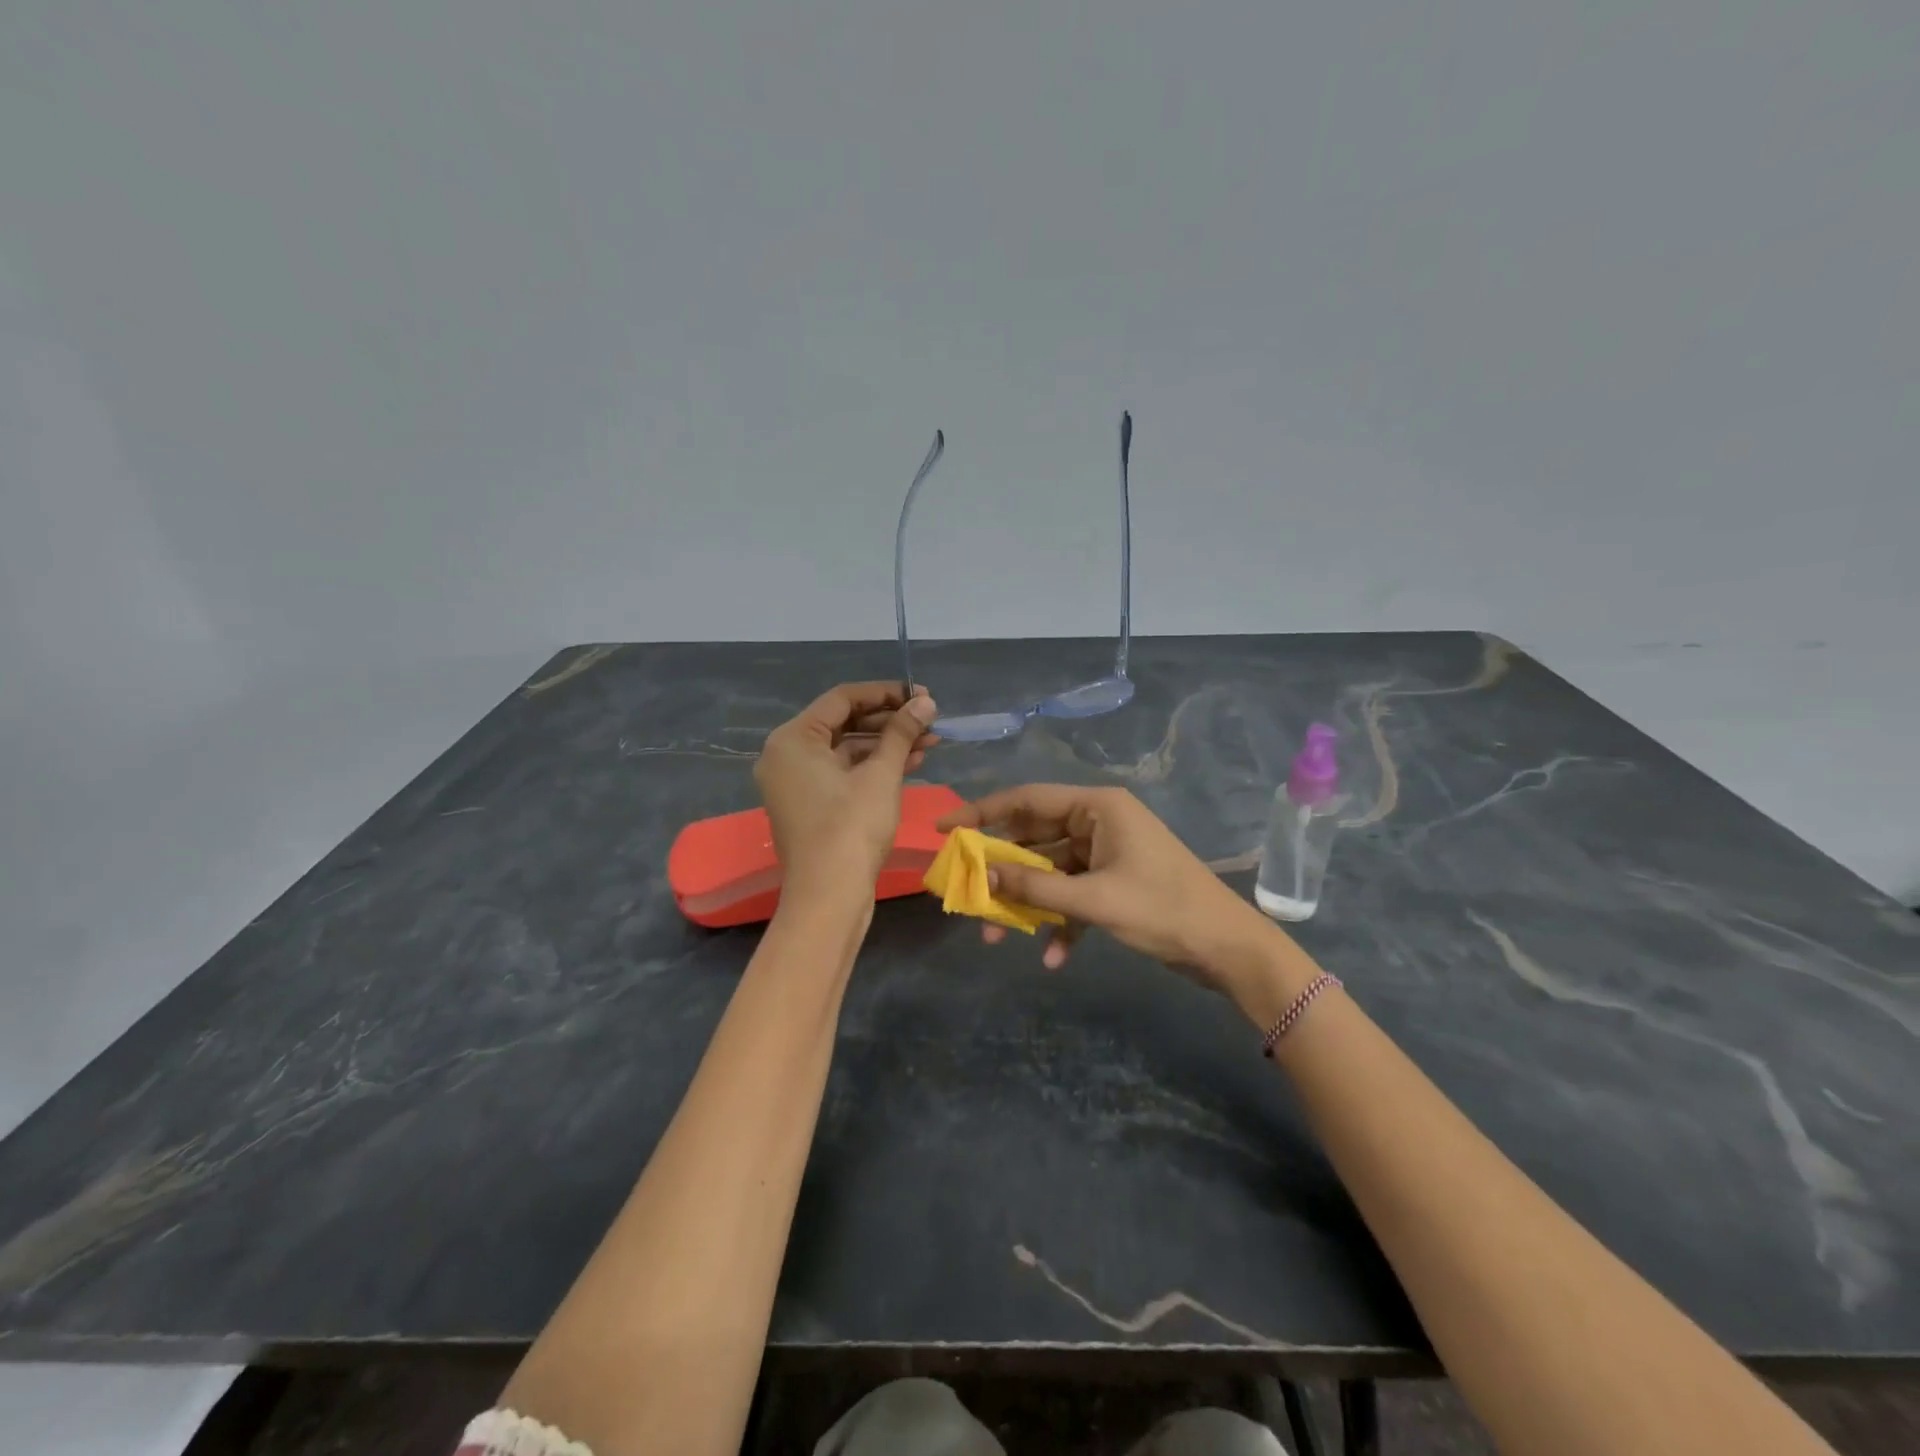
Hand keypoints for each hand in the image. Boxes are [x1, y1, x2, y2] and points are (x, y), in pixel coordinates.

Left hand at [756, 681, 939, 907]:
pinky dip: (874, 768)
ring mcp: (797, 784)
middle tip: (929, 719)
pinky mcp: (811, 807)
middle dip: (890, 721)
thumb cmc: (851, 827)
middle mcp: (786, 756)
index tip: (921, 694)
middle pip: (844, 724)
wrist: (829, 897)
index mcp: (792, 739)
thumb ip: (902, 732)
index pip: (842, 699)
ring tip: (930, 742)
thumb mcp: (881, 774)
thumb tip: (924, 702)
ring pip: (847, 751)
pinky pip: (843, 774)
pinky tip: (912, 764)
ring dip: (887, 745)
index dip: (885, 693)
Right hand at [936, 785, 1282, 1000]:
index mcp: (1097, 806)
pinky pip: (1074, 893)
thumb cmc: (1163, 910)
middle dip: (1002, 870)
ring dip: (1027, 902)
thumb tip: (981, 878)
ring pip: (1051, 870)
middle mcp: (1099, 820)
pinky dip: (1060, 921)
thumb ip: (1034, 888)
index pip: (1026, 799)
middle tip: (966, 891)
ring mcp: (1107, 851)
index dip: (981, 812)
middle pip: (1034, 837)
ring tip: (996, 936)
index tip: (945, 829)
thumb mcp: (1094, 900)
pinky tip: (1052, 957)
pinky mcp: (1115, 880)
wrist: (1228, 948)